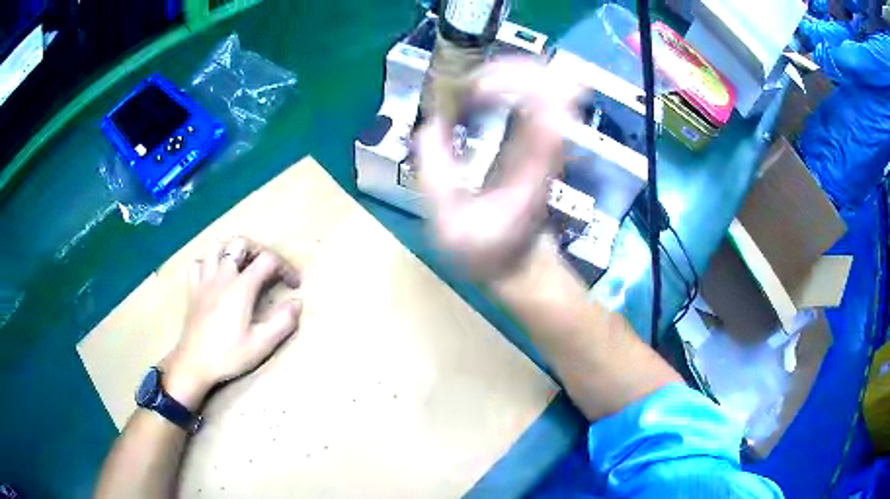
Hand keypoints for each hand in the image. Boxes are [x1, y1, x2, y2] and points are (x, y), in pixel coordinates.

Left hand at [163, 237, 302, 408]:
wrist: (194, 364)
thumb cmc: (228, 355)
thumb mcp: (262, 344)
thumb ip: (283, 322)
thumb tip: (297, 302)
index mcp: (241, 288)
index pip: (267, 260)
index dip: (285, 267)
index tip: (294, 285)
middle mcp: (222, 276)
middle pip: (240, 243)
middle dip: (259, 250)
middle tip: (268, 269)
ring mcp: (204, 281)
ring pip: (217, 247)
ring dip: (232, 250)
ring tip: (243, 265)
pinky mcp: (193, 289)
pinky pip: (198, 263)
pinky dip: (209, 262)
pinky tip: (216, 275)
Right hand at [415, 59, 582, 280]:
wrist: (520, 264)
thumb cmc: (486, 250)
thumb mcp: (449, 224)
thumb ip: (435, 175)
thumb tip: (430, 124)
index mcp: (532, 165)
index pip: (544, 104)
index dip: (510, 81)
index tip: (472, 89)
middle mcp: (551, 146)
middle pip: (554, 82)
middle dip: (510, 68)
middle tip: (469, 80)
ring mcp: (552, 140)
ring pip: (554, 83)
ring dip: (515, 70)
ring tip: (476, 81)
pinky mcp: (546, 138)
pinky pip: (543, 93)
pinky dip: (516, 80)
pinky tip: (489, 88)